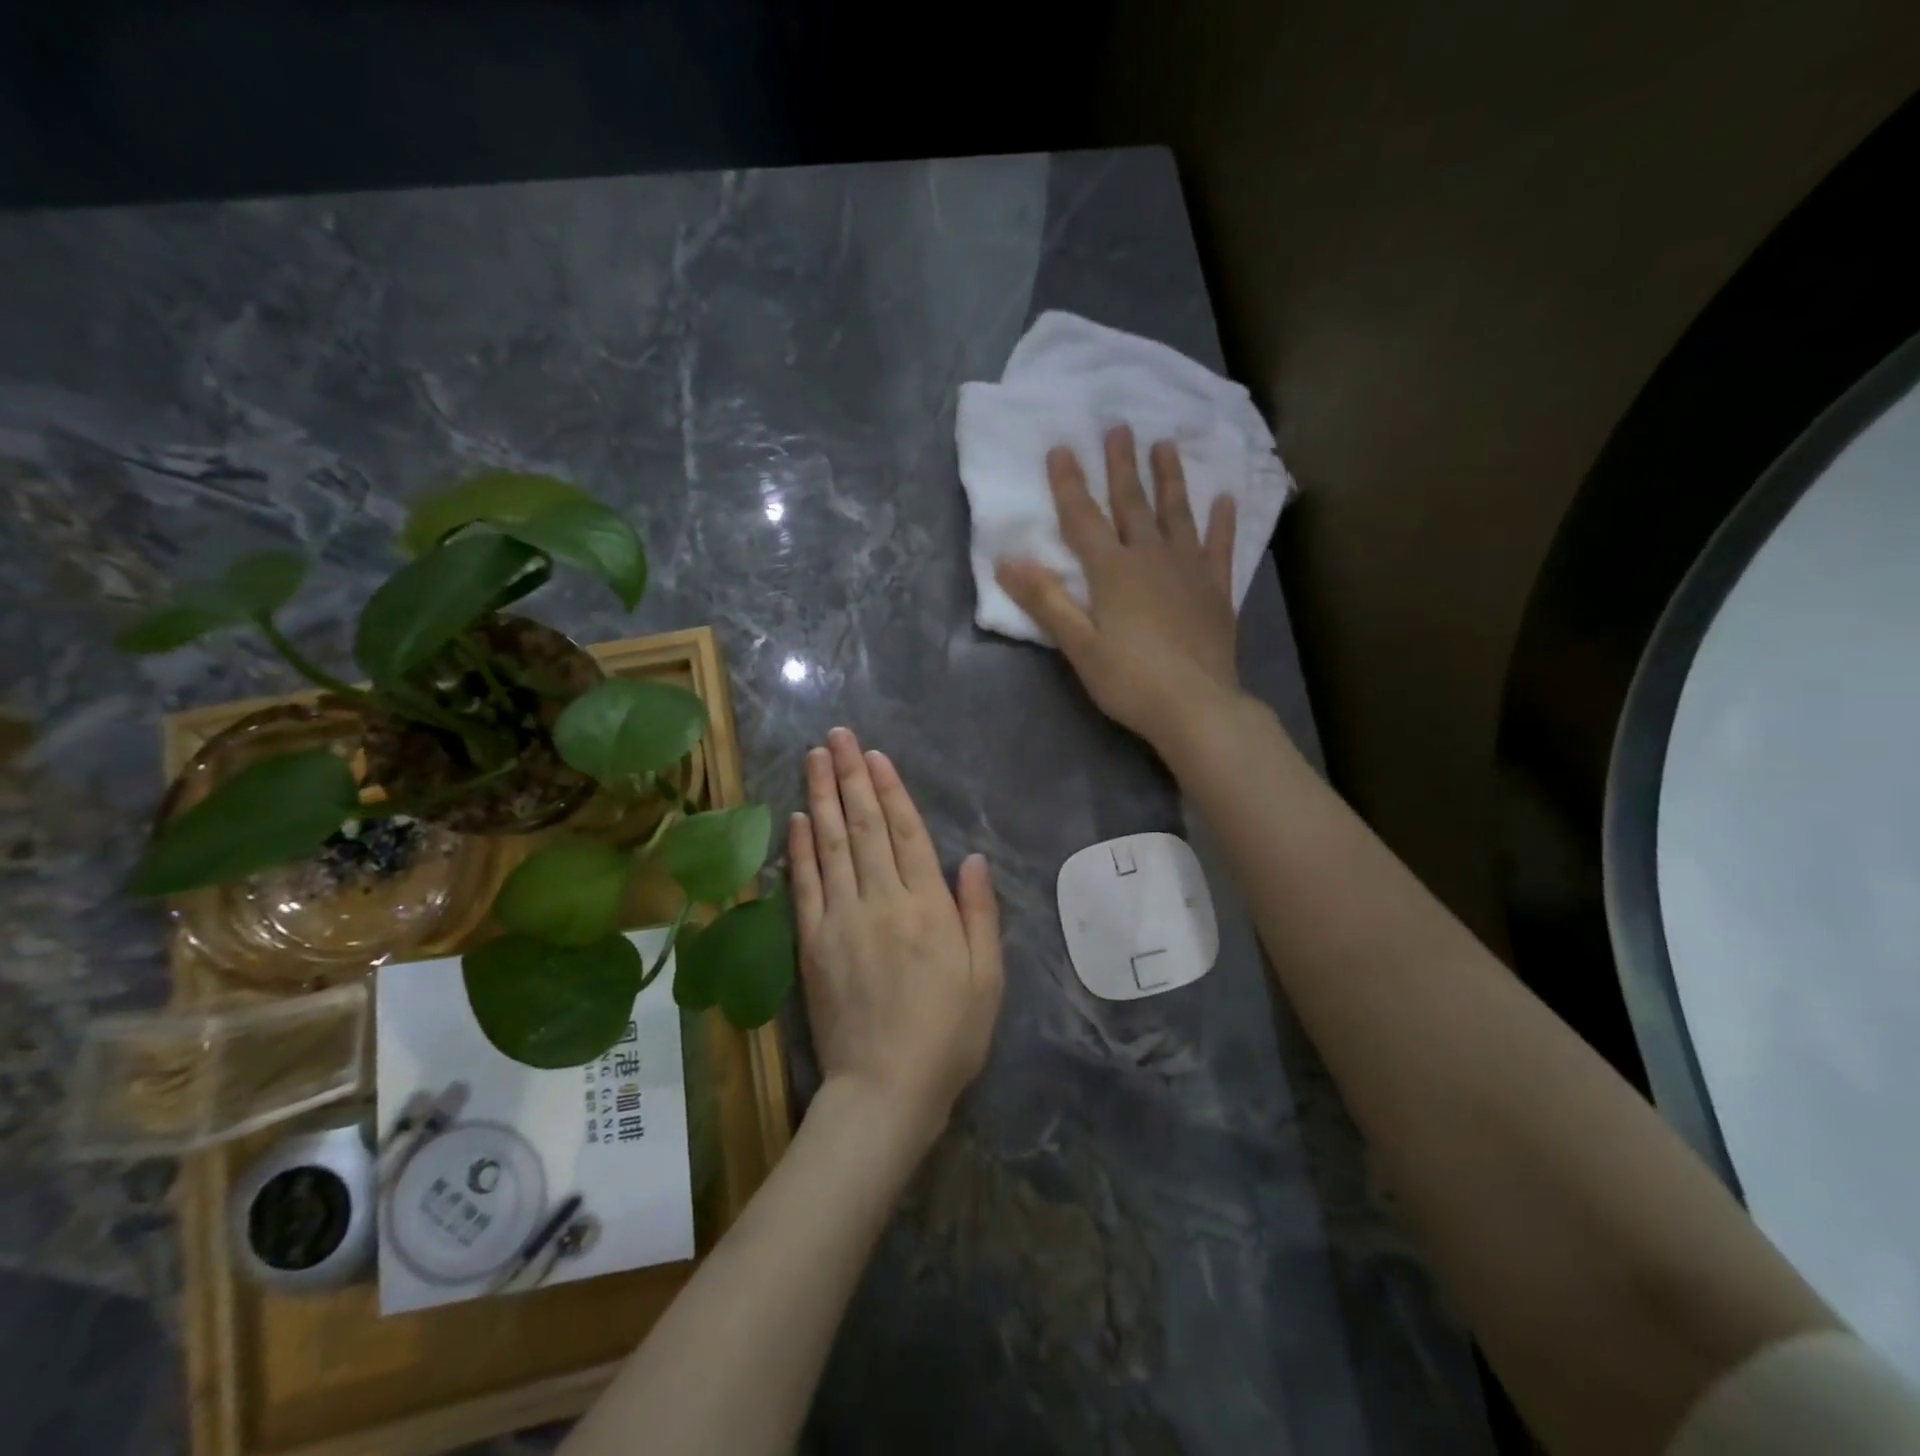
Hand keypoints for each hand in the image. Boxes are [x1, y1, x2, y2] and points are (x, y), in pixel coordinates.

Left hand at [789, 727, 1003, 1145]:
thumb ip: (978, 914)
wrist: (885, 1089)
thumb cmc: (948, 1035)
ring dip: (823, 797)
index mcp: (928, 908)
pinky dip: (800, 849)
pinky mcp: (812, 944)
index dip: (890, 790)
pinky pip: (804, 887)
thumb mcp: (986, 978)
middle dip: (851, 776)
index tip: (875, 755)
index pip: (905, 833)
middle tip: (838, 735)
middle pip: (864, 827)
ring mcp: (841, 920)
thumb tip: (969, 858)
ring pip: (831, 846)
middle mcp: (881, 901)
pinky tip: (797, 818)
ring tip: (815, 758)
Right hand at [995, 425, 1241, 756]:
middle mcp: (1151, 558)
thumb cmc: (1130, 681)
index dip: (1069, 484)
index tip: (1061, 447)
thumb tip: (1007, 560)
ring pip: (1177, 513)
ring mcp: (1189, 570)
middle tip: (1119, 426)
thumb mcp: (1079, 646)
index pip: (1084, 518)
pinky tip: (1225, 499)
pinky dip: (1221, 521)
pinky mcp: (1216, 590)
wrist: (1197, 707)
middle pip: (1133, 504)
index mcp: (1113, 572)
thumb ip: (1046, 601)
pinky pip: (1219, 546)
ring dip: (1169, 478)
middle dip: (1122, 465)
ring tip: (1165, 445)